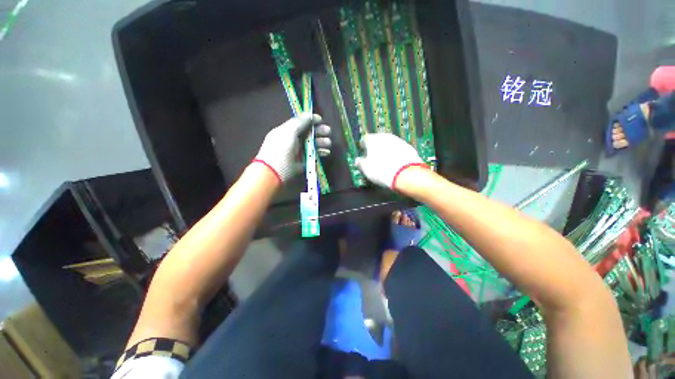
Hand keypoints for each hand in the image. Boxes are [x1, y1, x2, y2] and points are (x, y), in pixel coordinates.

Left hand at [254, 114, 330, 181]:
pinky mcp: (304, 161)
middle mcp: (293, 140)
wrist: (275, 171)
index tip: (321, 120)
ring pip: (313, 144)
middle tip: (328, 131)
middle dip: (319, 131)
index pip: (301, 123)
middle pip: (309, 133)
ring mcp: (299, 151)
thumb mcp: (288, 131)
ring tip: (328, 143)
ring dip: (322, 142)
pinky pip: (314, 154)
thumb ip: (299, 122)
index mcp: (287, 131)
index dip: (311, 120)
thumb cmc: (281, 148)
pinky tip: (326, 152)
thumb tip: (308, 115)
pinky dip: (321, 152)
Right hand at [355, 133, 426, 188]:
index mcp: (373, 140)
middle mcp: (386, 137)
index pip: (366, 140)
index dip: (364, 147)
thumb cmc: (382, 171)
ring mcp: (398, 141)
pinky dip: (396, 155)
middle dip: (376, 149)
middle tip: (374, 160)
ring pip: (389, 145)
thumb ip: (360, 163)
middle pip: (378, 141)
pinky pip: (399, 150)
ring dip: (387, 151)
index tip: (364, 153)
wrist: (404, 174)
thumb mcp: (366, 169)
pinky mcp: (408, 148)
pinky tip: (395, 165)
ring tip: (385, 164)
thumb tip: (358, 161)